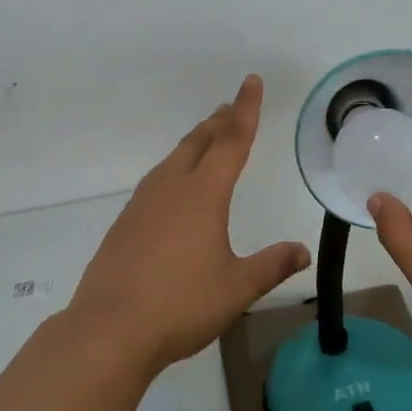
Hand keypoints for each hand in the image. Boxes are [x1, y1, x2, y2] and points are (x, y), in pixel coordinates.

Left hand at [67, 75, 310, 372]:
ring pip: (173, 160)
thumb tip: (302, 251)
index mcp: (203, 195)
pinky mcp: (125, 223)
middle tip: (231, 105)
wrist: (109, 329)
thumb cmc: (181, 305)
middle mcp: (171, 188)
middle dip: (219, 122)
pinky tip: (173, 186)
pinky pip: (156, 181)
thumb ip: (271, 266)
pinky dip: (174, 169)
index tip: (250, 81)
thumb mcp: (236, 288)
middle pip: (199, 143)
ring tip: (207, 137)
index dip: (245, 110)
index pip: (231, 142)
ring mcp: (142, 204)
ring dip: (195, 143)